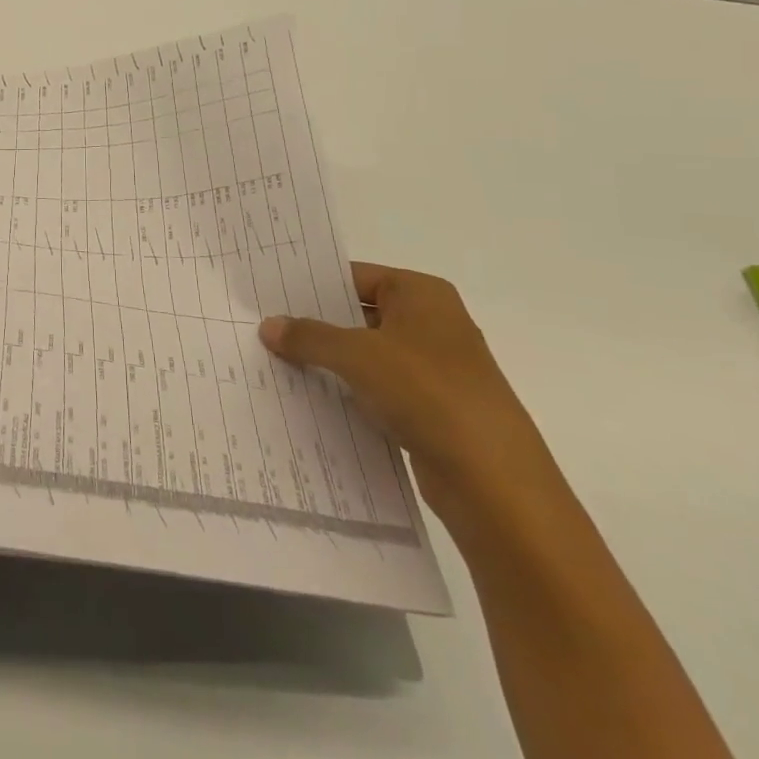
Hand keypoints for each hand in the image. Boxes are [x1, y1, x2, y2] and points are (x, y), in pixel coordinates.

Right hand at [260, 264, 555, 520]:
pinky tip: (309, 398)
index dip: (313, 285)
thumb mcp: (356, 355)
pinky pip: (377, 389)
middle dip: (316, 324)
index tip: (270, 294)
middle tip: (264, 326)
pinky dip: (348, 391)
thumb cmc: (427, 393)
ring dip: (329, 361)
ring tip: (276, 361)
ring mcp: (434, 369)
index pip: (355, 276)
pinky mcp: (432, 409)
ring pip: (367, 354)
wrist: (494, 482)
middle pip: (359, 313)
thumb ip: (309, 336)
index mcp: (422, 295)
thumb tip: (269, 326)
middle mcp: (432, 324)